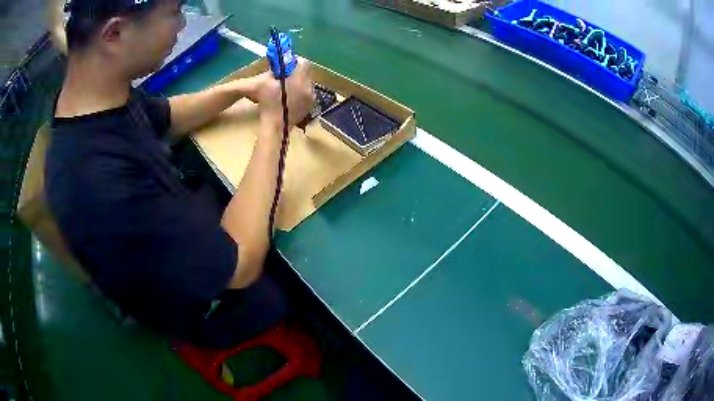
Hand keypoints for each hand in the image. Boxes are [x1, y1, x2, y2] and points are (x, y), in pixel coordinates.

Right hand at [253, 61, 314, 132]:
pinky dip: (299, 92)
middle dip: (294, 71)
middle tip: (282, 76)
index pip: (303, 62)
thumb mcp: (261, 84)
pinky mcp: (309, 106)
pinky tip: (288, 97)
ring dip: (297, 81)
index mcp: (300, 78)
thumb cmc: (267, 103)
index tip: (283, 66)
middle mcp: (309, 86)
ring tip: (284, 87)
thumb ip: (267, 71)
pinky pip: (307, 93)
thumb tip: (274, 67)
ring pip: (306, 82)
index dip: (293, 61)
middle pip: (305, 72)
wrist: (275, 126)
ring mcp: (311, 97)